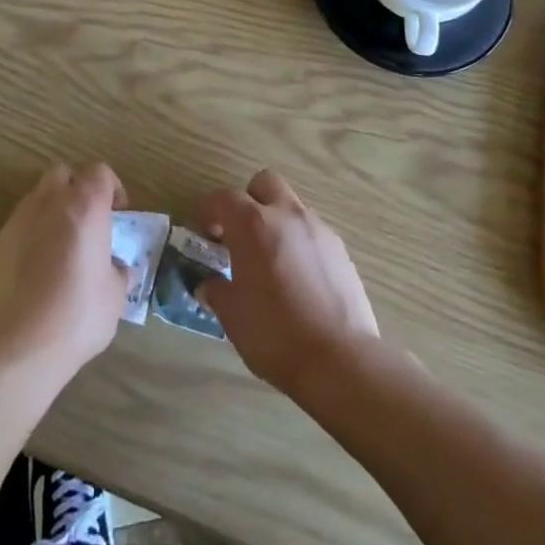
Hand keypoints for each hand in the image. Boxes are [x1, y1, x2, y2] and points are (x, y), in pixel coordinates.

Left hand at [0, 163, 129, 393]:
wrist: (19, 346)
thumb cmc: (77, 315)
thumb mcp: (114, 297)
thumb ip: (118, 273)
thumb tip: (118, 269)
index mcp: (86, 205)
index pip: (100, 172)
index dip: (111, 187)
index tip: (118, 211)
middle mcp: (51, 201)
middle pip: (64, 173)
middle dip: (77, 188)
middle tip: (88, 219)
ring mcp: (20, 219)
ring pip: (39, 196)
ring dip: (53, 209)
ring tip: (62, 244)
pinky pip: (21, 224)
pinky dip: (33, 233)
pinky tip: (39, 266)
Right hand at [197, 169, 379, 397]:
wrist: (339, 360)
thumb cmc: (275, 334)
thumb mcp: (232, 316)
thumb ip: (217, 291)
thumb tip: (209, 285)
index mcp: (253, 224)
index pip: (223, 198)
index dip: (209, 211)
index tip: (204, 233)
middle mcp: (286, 214)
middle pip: (264, 184)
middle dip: (249, 201)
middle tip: (241, 235)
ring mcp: (317, 228)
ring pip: (291, 206)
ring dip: (277, 222)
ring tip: (271, 261)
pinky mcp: (340, 249)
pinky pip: (312, 232)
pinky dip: (299, 243)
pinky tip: (299, 278)